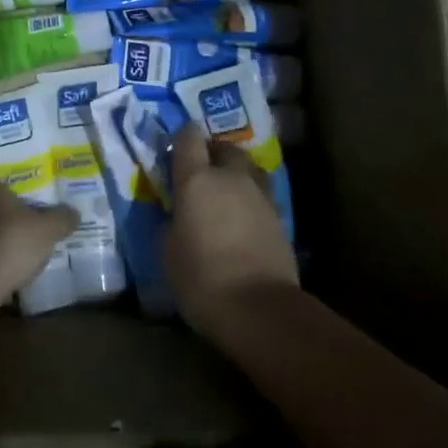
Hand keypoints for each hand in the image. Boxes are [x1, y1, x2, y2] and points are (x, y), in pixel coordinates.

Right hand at [165, 125, 298, 342]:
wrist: (259, 309)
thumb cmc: (201, 278)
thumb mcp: (167, 251)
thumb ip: (170, 222)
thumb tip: (175, 214)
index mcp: (197, 179)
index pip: (188, 138)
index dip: (180, 138)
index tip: (174, 149)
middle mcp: (231, 178)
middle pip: (225, 148)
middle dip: (212, 153)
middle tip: (200, 173)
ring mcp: (260, 196)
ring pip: (249, 169)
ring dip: (236, 174)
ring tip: (225, 194)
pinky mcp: (280, 218)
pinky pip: (261, 195)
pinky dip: (250, 200)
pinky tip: (242, 219)